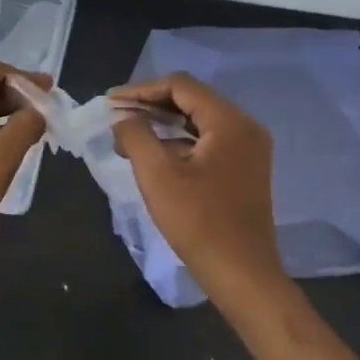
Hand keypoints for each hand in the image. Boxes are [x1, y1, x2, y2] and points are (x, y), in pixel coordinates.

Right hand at [110, 72, 283, 306]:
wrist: (241, 273)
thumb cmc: (198, 222)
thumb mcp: (157, 175)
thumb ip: (136, 136)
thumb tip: (122, 117)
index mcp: (229, 121)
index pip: (180, 86)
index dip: (141, 90)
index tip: (110, 103)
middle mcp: (245, 127)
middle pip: (192, 100)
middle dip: (151, 106)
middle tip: (116, 117)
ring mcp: (249, 149)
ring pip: (200, 121)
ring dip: (164, 124)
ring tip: (128, 136)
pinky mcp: (245, 169)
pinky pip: (209, 141)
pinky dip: (180, 142)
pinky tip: (155, 154)